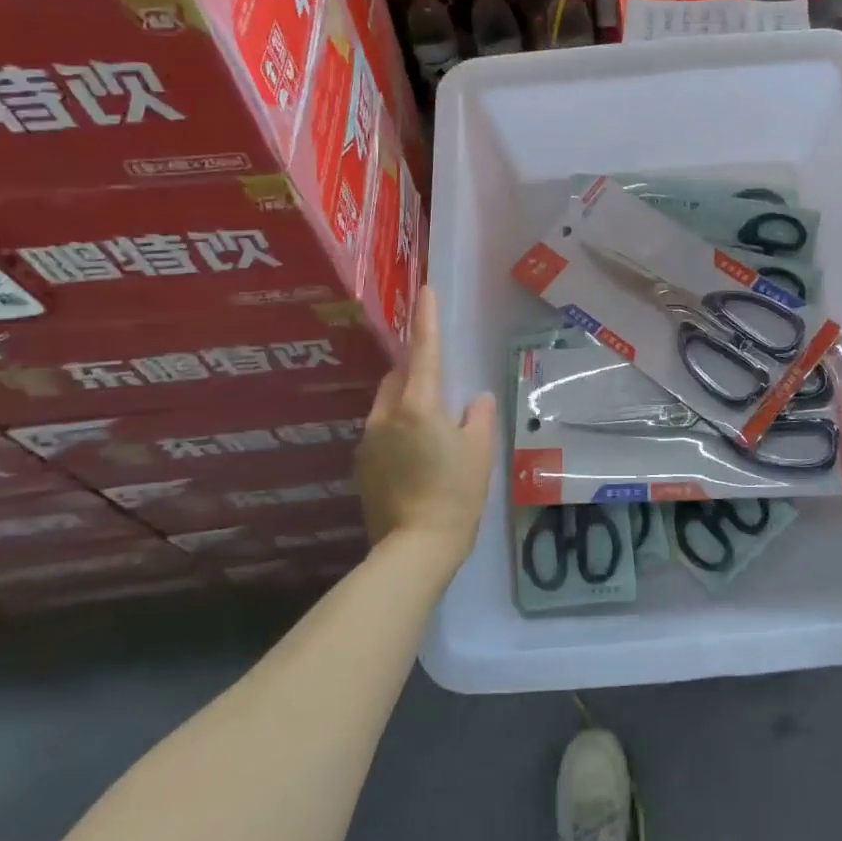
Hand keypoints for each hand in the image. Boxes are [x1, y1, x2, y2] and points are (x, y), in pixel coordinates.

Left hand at [355, 285, 496, 565]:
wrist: (413, 549)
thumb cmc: (455, 495)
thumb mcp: (479, 453)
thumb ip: (478, 418)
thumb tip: (476, 399)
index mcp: (418, 405)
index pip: (424, 350)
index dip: (427, 318)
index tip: (426, 290)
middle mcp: (386, 415)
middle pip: (399, 376)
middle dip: (417, 370)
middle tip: (443, 384)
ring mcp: (369, 440)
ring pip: (388, 404)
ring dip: (407, 401)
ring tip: (432, 427)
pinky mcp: (362, 464)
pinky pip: (382, 430)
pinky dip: (398, 428)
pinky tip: (416, 456)